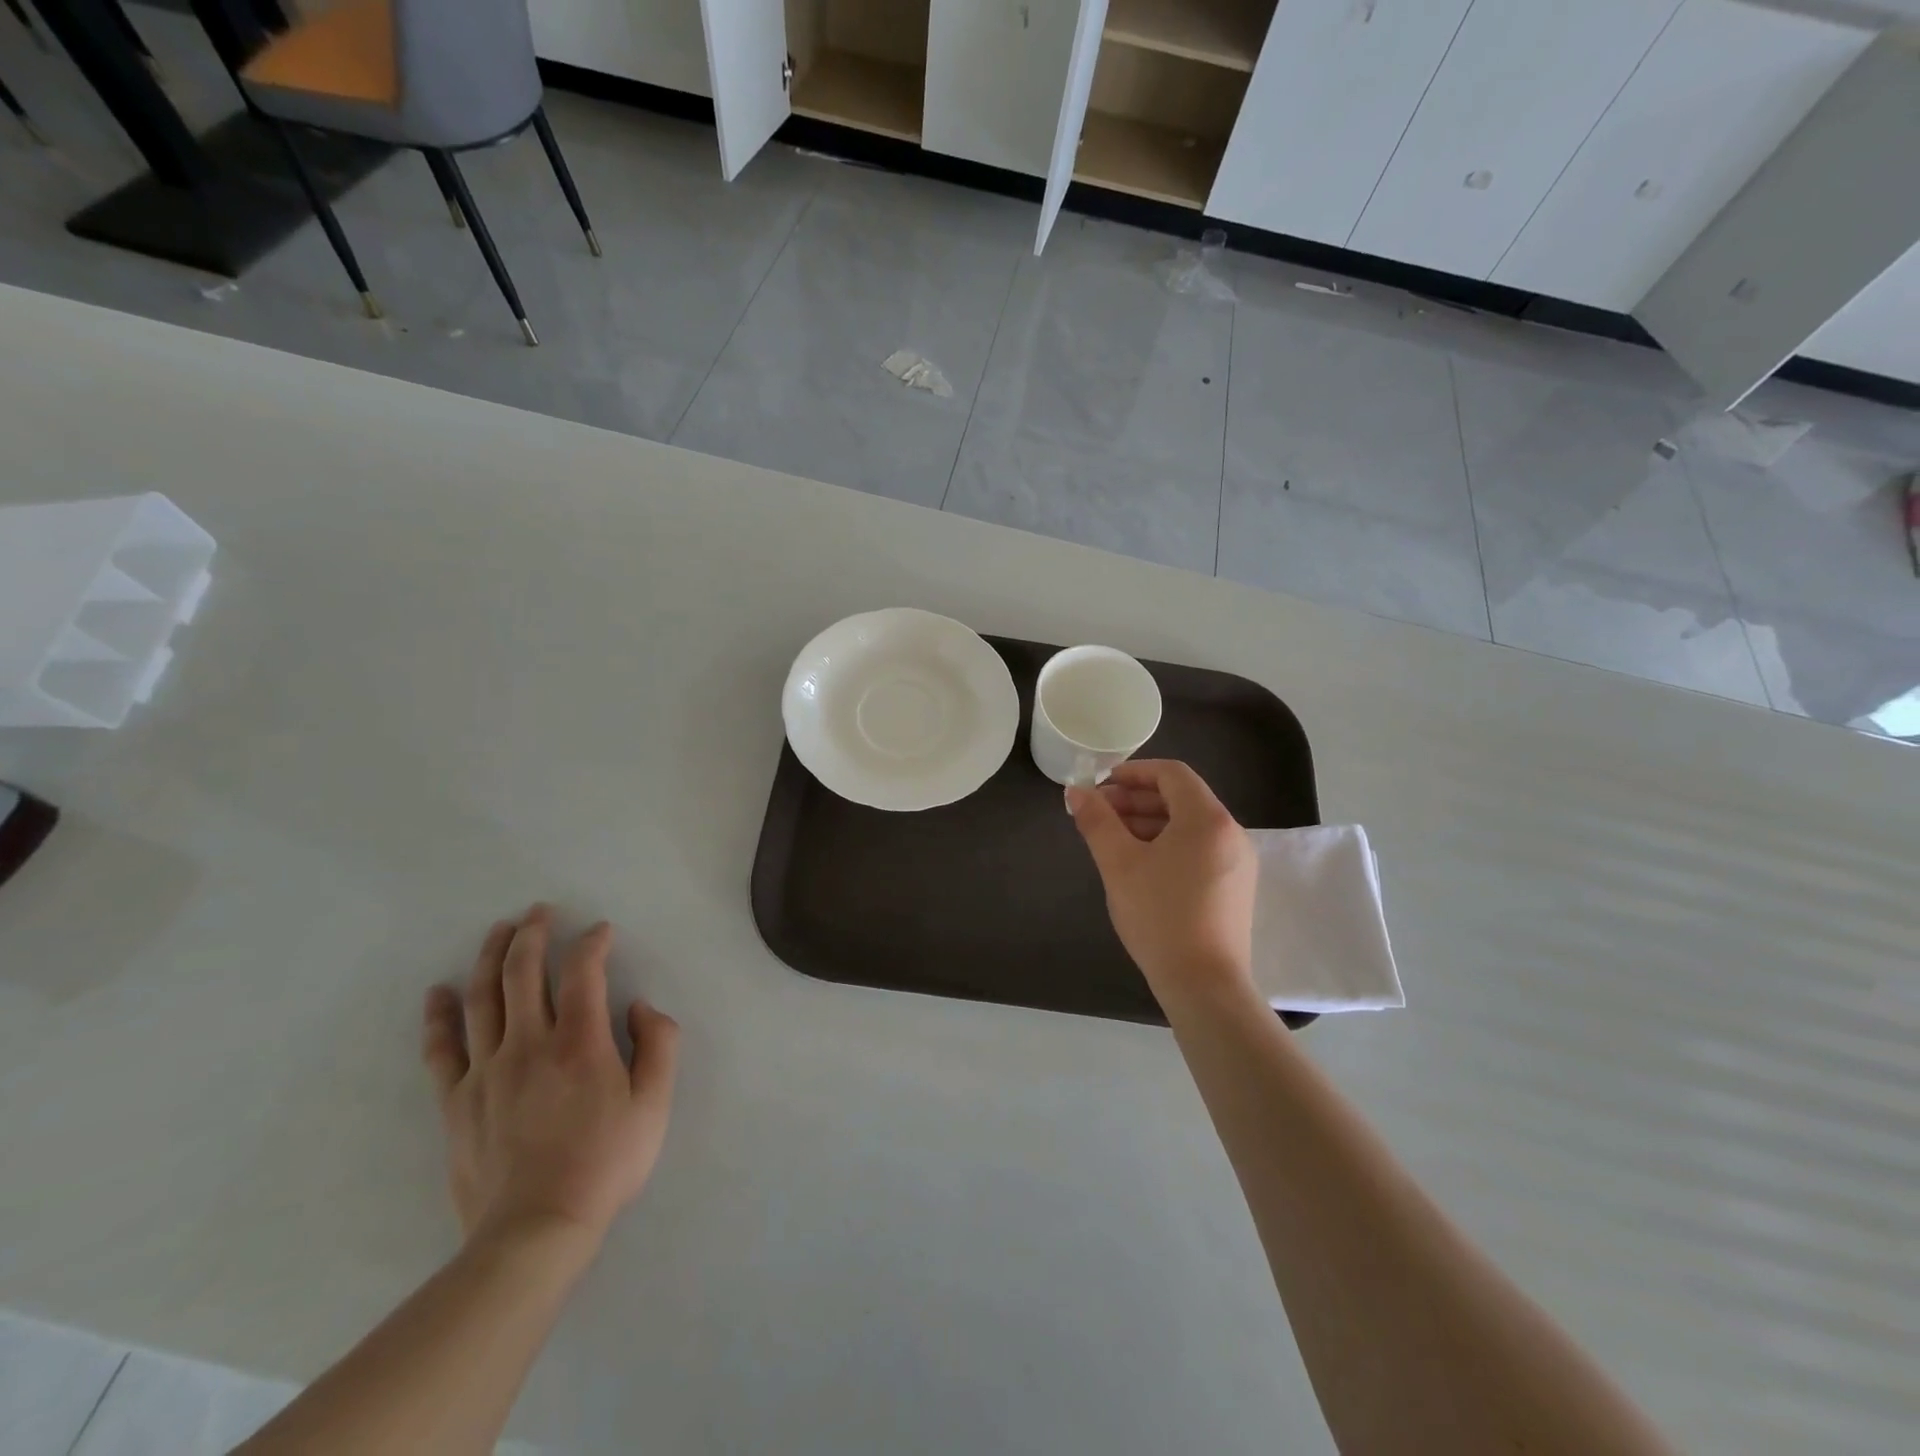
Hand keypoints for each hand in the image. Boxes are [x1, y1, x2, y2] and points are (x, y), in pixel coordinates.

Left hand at [421, 906, 678, 1251]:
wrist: (534, 1231)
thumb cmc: (604, 1164)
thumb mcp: (655, 1105)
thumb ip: (659, 1045)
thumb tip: (640, 1006)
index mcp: (580, 1042)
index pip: (583, 972)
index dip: (592, 943)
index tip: (601, 930)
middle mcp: (529, 1044)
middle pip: (522, 973)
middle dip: (533, 934)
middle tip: (539, 911)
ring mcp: (486, 1070)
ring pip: (482, 998)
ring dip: (490, 957)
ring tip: (499, 930)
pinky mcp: (456, 1101)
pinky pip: (442, 1049)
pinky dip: (438, 1016)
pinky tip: (437, 992)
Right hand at [1066, 760, 1256, 997]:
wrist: (1204, 984)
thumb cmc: (1159, 916)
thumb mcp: (1119, 864)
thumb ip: (1097, 821)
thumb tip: (1076, 792)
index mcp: (1207, 819)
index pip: (1171, 773)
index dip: (1133, 772)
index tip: (1101, 784)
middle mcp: (1230, 832)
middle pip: (1181, 798)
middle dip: (1137, 799)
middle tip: (1099, 813)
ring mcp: (1238, 861)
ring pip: (1189, 825)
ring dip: (1150, 822)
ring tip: (1113, 839)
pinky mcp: (1235, 887)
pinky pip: (1199, 848)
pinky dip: (1169, 844)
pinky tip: (1141, 864)